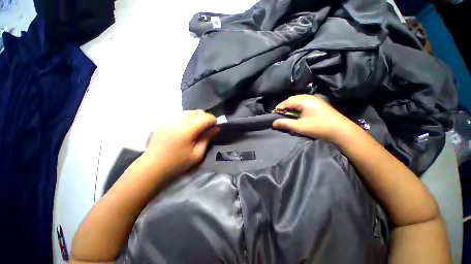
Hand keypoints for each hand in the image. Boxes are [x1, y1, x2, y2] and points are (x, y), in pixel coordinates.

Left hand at [142, 110, 218, 178]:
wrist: (153, 165)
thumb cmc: (177, 162)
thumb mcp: (197, 154)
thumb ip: (207, 139)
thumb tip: (216, 128)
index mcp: (187, 130)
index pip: (206, 117)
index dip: (213, 120)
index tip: (214, 127)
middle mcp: (178, 120)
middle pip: (198, 112)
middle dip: (205, 118)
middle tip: (206, 129)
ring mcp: (169, 119)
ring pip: (189, 111)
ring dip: (196, 117)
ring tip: (196, 128)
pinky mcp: (164, 120)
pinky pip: (180, 114)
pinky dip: (187, 118)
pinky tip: (185, 128)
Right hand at [272, 94, 354, 140]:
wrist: (341, 130)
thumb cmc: (318, 127)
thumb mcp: (299, 126)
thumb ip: (285, 123)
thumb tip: (273, 123)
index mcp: (304, 100)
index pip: (286, 101)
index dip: (279, 108)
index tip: (273, 115)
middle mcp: (309, 97)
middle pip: (292, 100)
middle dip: (284, 107)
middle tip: (279, 115)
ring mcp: (315, 99)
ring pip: (298, 101)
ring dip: (291, 107)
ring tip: (287, 115)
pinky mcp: (318, 103)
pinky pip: (303, 103)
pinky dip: (297, 108)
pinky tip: (297, 114)